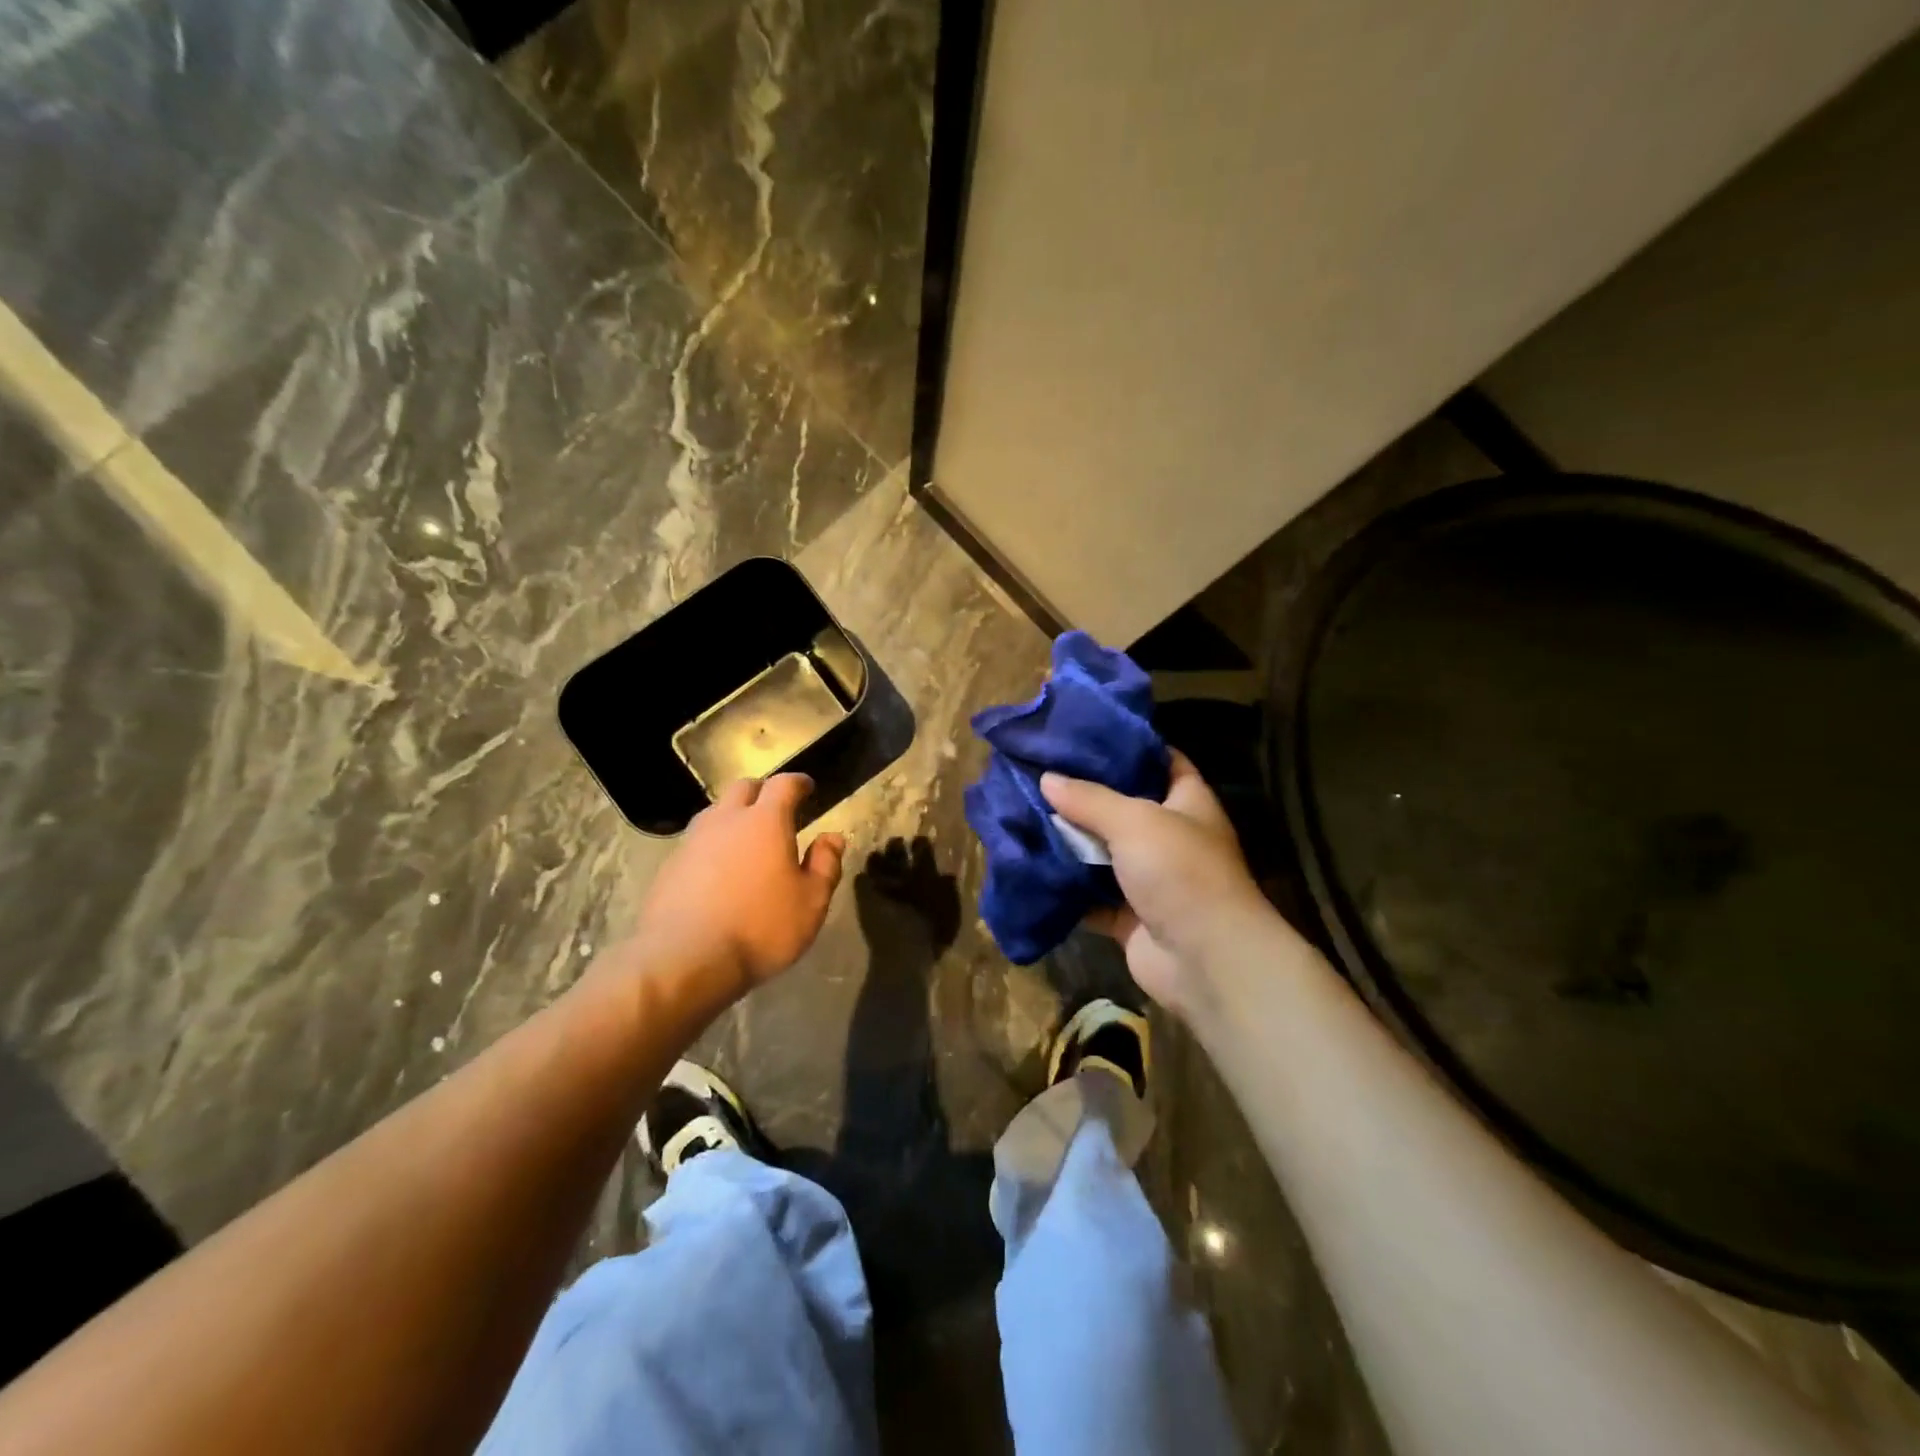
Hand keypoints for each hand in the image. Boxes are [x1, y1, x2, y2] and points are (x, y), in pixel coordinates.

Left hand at [631, 774, 844, 998]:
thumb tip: (832, 838)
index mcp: (765, 821)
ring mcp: (692, 841)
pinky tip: (719, 871)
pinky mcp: (670, 866)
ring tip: (746, 840)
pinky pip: (696, 842)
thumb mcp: (811, 902)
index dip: (798, 782)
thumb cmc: (761, 928)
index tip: (807, 787)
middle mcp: (726, 820)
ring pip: (715, 813)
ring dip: (733, 817)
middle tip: (776, 809)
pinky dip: (712, 846)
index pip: (784, 785)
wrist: (684, 960)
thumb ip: (825, 865)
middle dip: (762, 792)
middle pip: (743, 788)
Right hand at [1041, 750, 1271, 1013]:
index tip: (1083, 734)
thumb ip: (1089, 798)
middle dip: (1083, 795)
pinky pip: (1090, 896)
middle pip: (1122, 807)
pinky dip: (1065, 887)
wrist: (1204, 960)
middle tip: (1037, 773)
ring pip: (1102, 853)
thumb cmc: (1180, 872)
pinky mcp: (1128, 916)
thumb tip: (1046, 778)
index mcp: (1187, 802)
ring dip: (1069, 842)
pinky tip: (1030, 865)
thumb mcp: (1135, 821)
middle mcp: (1170, 837)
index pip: (1160, 760)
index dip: (1127, 746)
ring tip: (1023, 813)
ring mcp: (1149, 879)